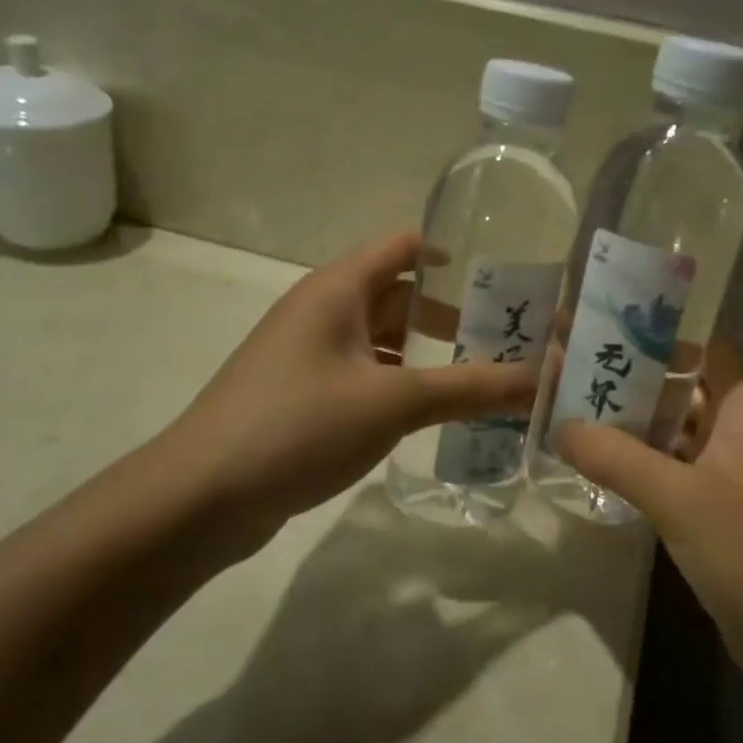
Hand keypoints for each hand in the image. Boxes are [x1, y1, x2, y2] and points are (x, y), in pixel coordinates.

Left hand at [160, 231, 535, 537]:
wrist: (201, 496)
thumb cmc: (298, 425)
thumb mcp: (393, 403)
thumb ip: (469, 388)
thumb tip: (541, 378)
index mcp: (338, 290)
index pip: (403, 246)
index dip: (452, 254)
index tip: (500, 281)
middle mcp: (322, 312)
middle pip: (397, 295)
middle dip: (450, 315)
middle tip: (506, 340)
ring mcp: (308, 355)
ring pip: (380, 340)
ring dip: (426, 354)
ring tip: (479, 379)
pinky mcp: (302, 396)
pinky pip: (363, 375)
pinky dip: (399, 384)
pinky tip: (429, 414)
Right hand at [557, 342, 742, 692]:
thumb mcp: (677, 497)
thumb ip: (615, 457)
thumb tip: (558, 425)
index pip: (698, 343)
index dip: (653, 328)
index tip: (599, 319)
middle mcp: (736, 425)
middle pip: (678, 382)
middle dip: (627, 372)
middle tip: (565, 360)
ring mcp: (725, 466)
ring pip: (670, 425)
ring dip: (626, 417)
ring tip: (566, 401)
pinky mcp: (712, 503)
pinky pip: (668, 464)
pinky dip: (635, 456)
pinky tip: (593, 456)